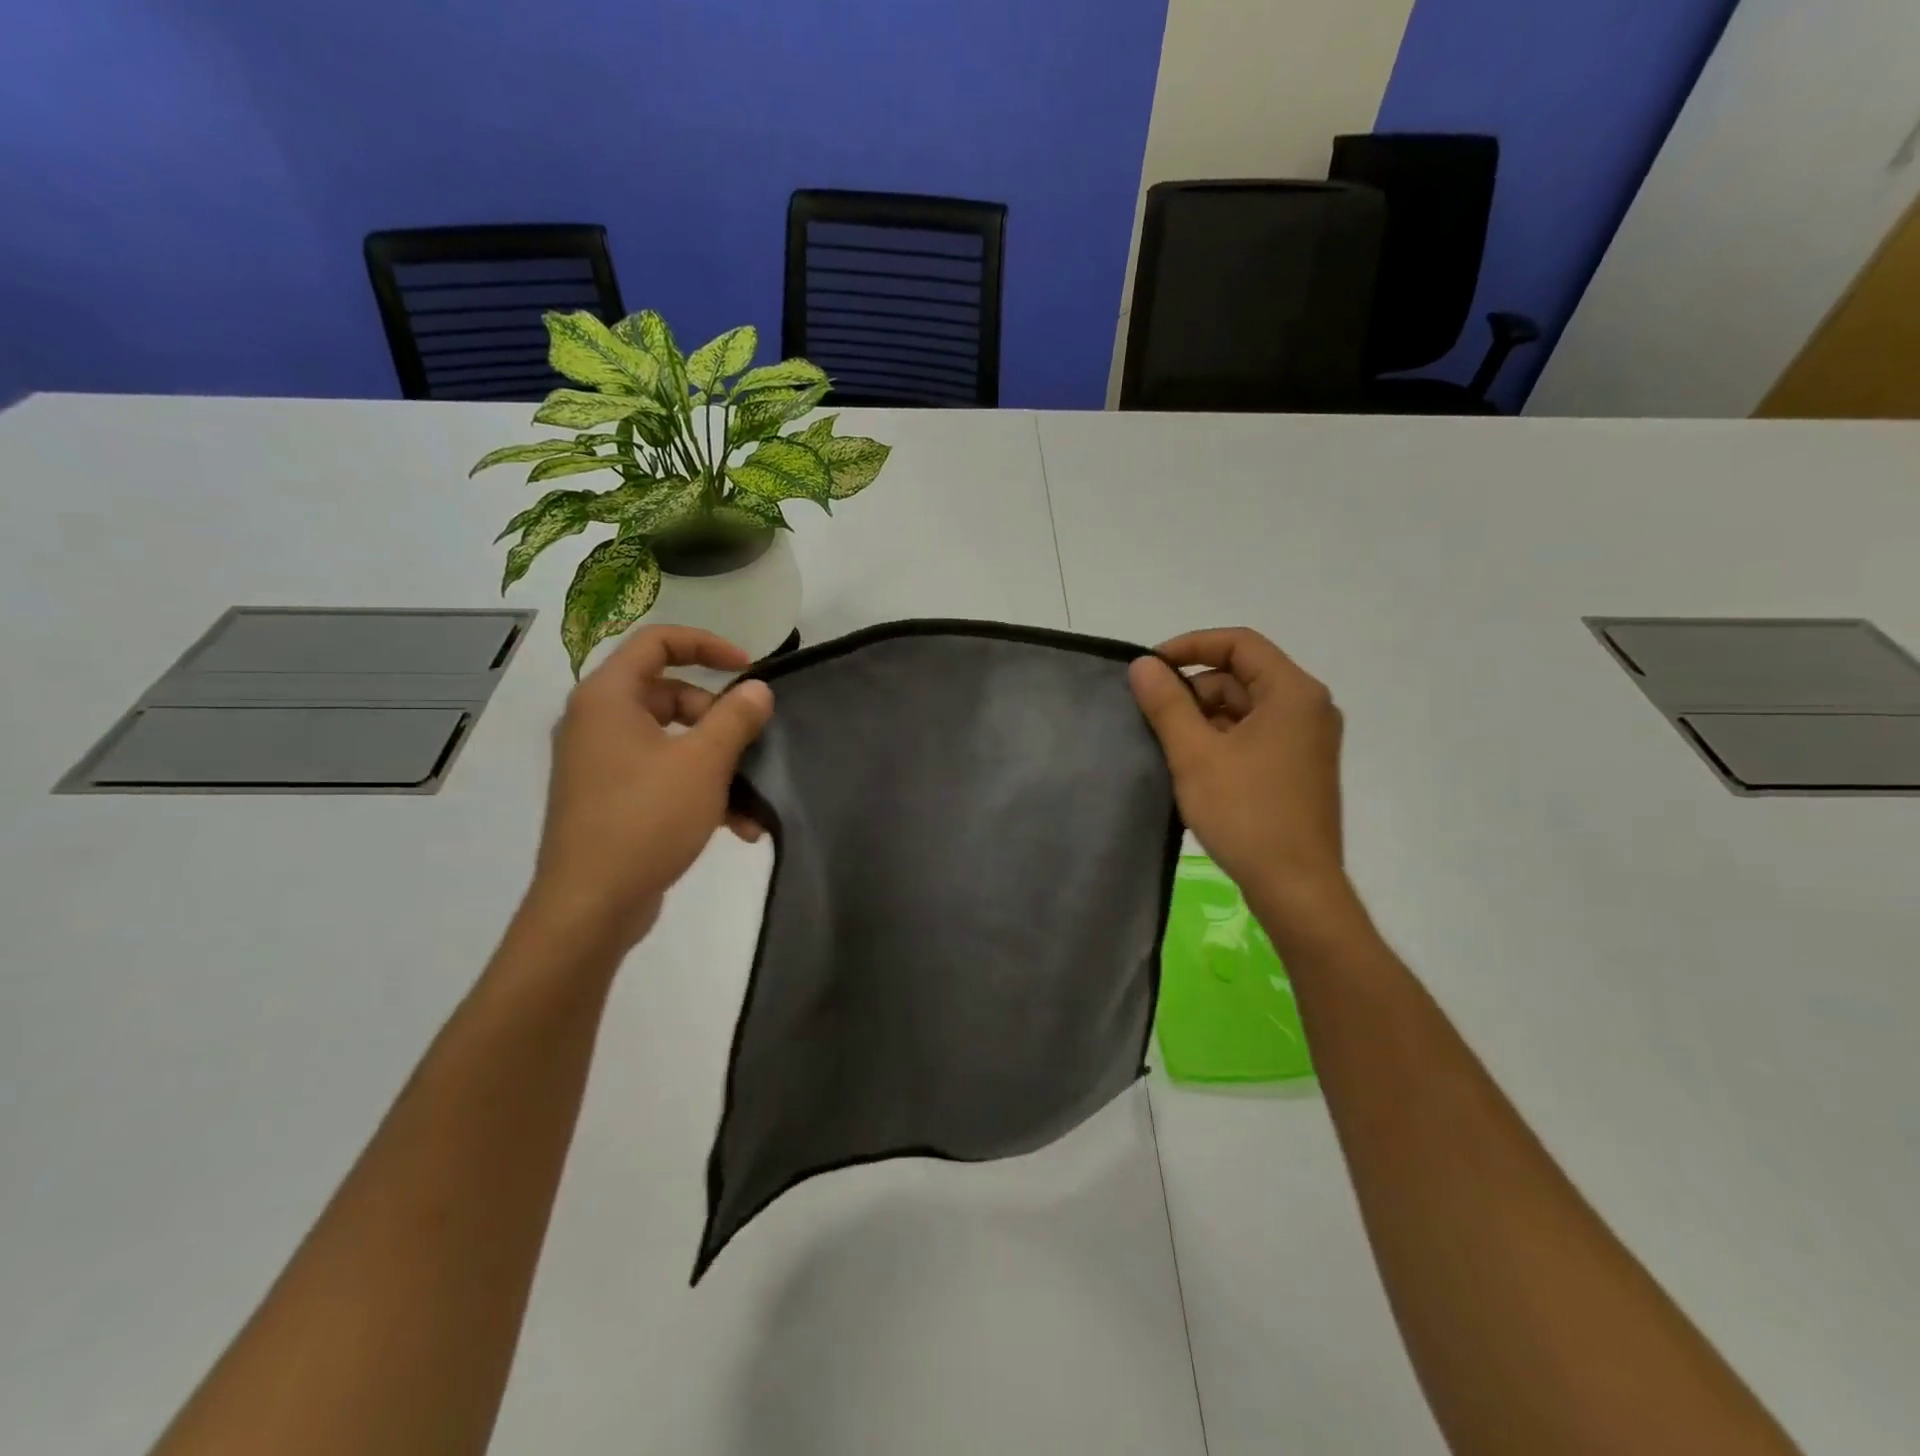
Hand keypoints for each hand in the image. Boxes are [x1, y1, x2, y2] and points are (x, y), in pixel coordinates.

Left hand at [523, 626, 773, 952]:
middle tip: (749, 744)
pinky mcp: (609, 799)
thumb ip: (735, 717)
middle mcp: (597, 722)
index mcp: (607, 698)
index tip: (748, 667)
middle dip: (718, 718)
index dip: (707, 645)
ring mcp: (600, 763)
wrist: (591, 905)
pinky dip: (697, 790)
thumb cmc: (646, 819)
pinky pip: (661, 776)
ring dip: (716, 764)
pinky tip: (736, 826)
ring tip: (751, 800)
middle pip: (669, 695)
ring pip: (671, 741)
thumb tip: (756, 689)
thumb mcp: (703, 762)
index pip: (657, 642)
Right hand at [1129, 628, 1357, 932]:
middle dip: (1193, 690)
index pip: (1238, 643)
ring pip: (1244, 709)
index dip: (1190, 646)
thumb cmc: (1246, 814)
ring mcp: (1306, 741)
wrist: (1295, 888)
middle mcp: (1308, 708)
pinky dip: (1221, 741)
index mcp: (1293, 693)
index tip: (1150, 669)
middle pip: (1240, 676)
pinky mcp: (1298, 769)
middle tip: (1152, 717)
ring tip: (1167, 748)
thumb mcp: (1195, 754)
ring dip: (1203, 719)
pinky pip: (1254, 736)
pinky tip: (1192, 767)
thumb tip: (1143, 665)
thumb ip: (1166, 704)